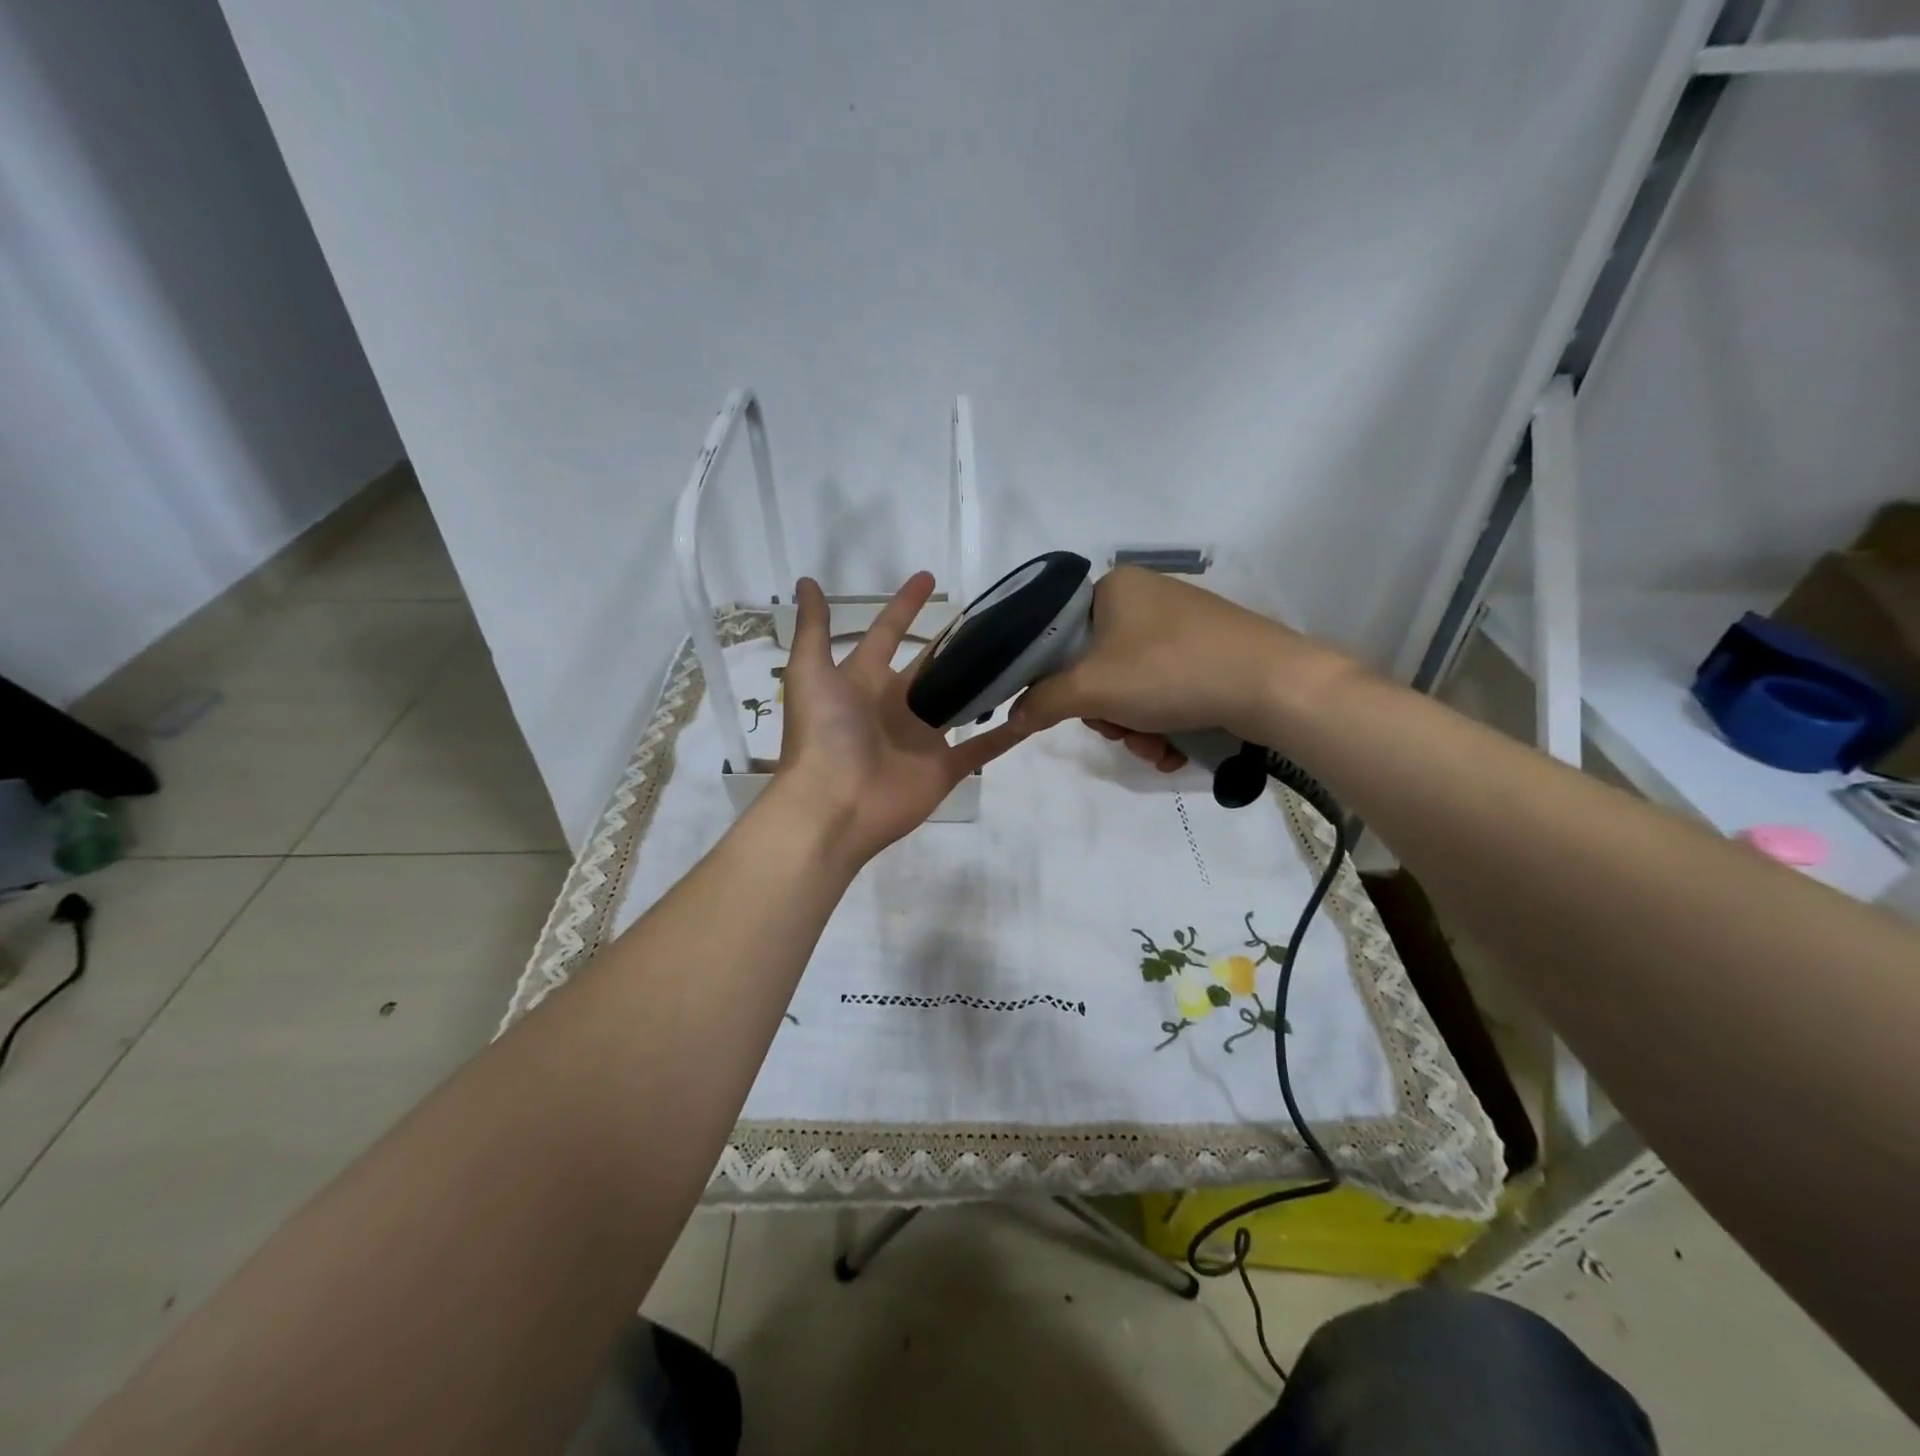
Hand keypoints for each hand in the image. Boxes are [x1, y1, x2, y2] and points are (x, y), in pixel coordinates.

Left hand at [775, 572, 1029, 864]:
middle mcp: (896, 705)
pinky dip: (1007, 734)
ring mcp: (922, 738)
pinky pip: (981, 748)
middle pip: (931, 668)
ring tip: (1021, 654)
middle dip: (955, 645)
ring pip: (961, 704)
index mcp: (865, 680)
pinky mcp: (944, 767)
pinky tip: (1034, 712)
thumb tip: (806, 582)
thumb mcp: (809, 672)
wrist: (832, 804)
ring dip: (986, 684)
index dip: (905, 607)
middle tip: (992, 618)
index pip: (887, 634)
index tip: (930, 577)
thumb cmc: (822, 734)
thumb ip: (813, 628)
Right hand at [1008, 565, 1349, 768]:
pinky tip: (1174, 748)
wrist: (1273, 685)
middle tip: (1120, 731)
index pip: (1060, 634)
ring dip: (1135, 728)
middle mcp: (1147, 598)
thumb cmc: (1170, 672)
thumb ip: (1042, 702)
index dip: (1057, 679)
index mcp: (1114, 587)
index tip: (1072, 709)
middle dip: (1107, 713)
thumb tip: (1011, 718)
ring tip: (1155, 747)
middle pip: (1096, 667)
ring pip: (1132, 687)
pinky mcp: (1211, 653)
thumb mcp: (1092, 689)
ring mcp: (1182, 626)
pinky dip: (1163, 724)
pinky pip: (1166, 691)